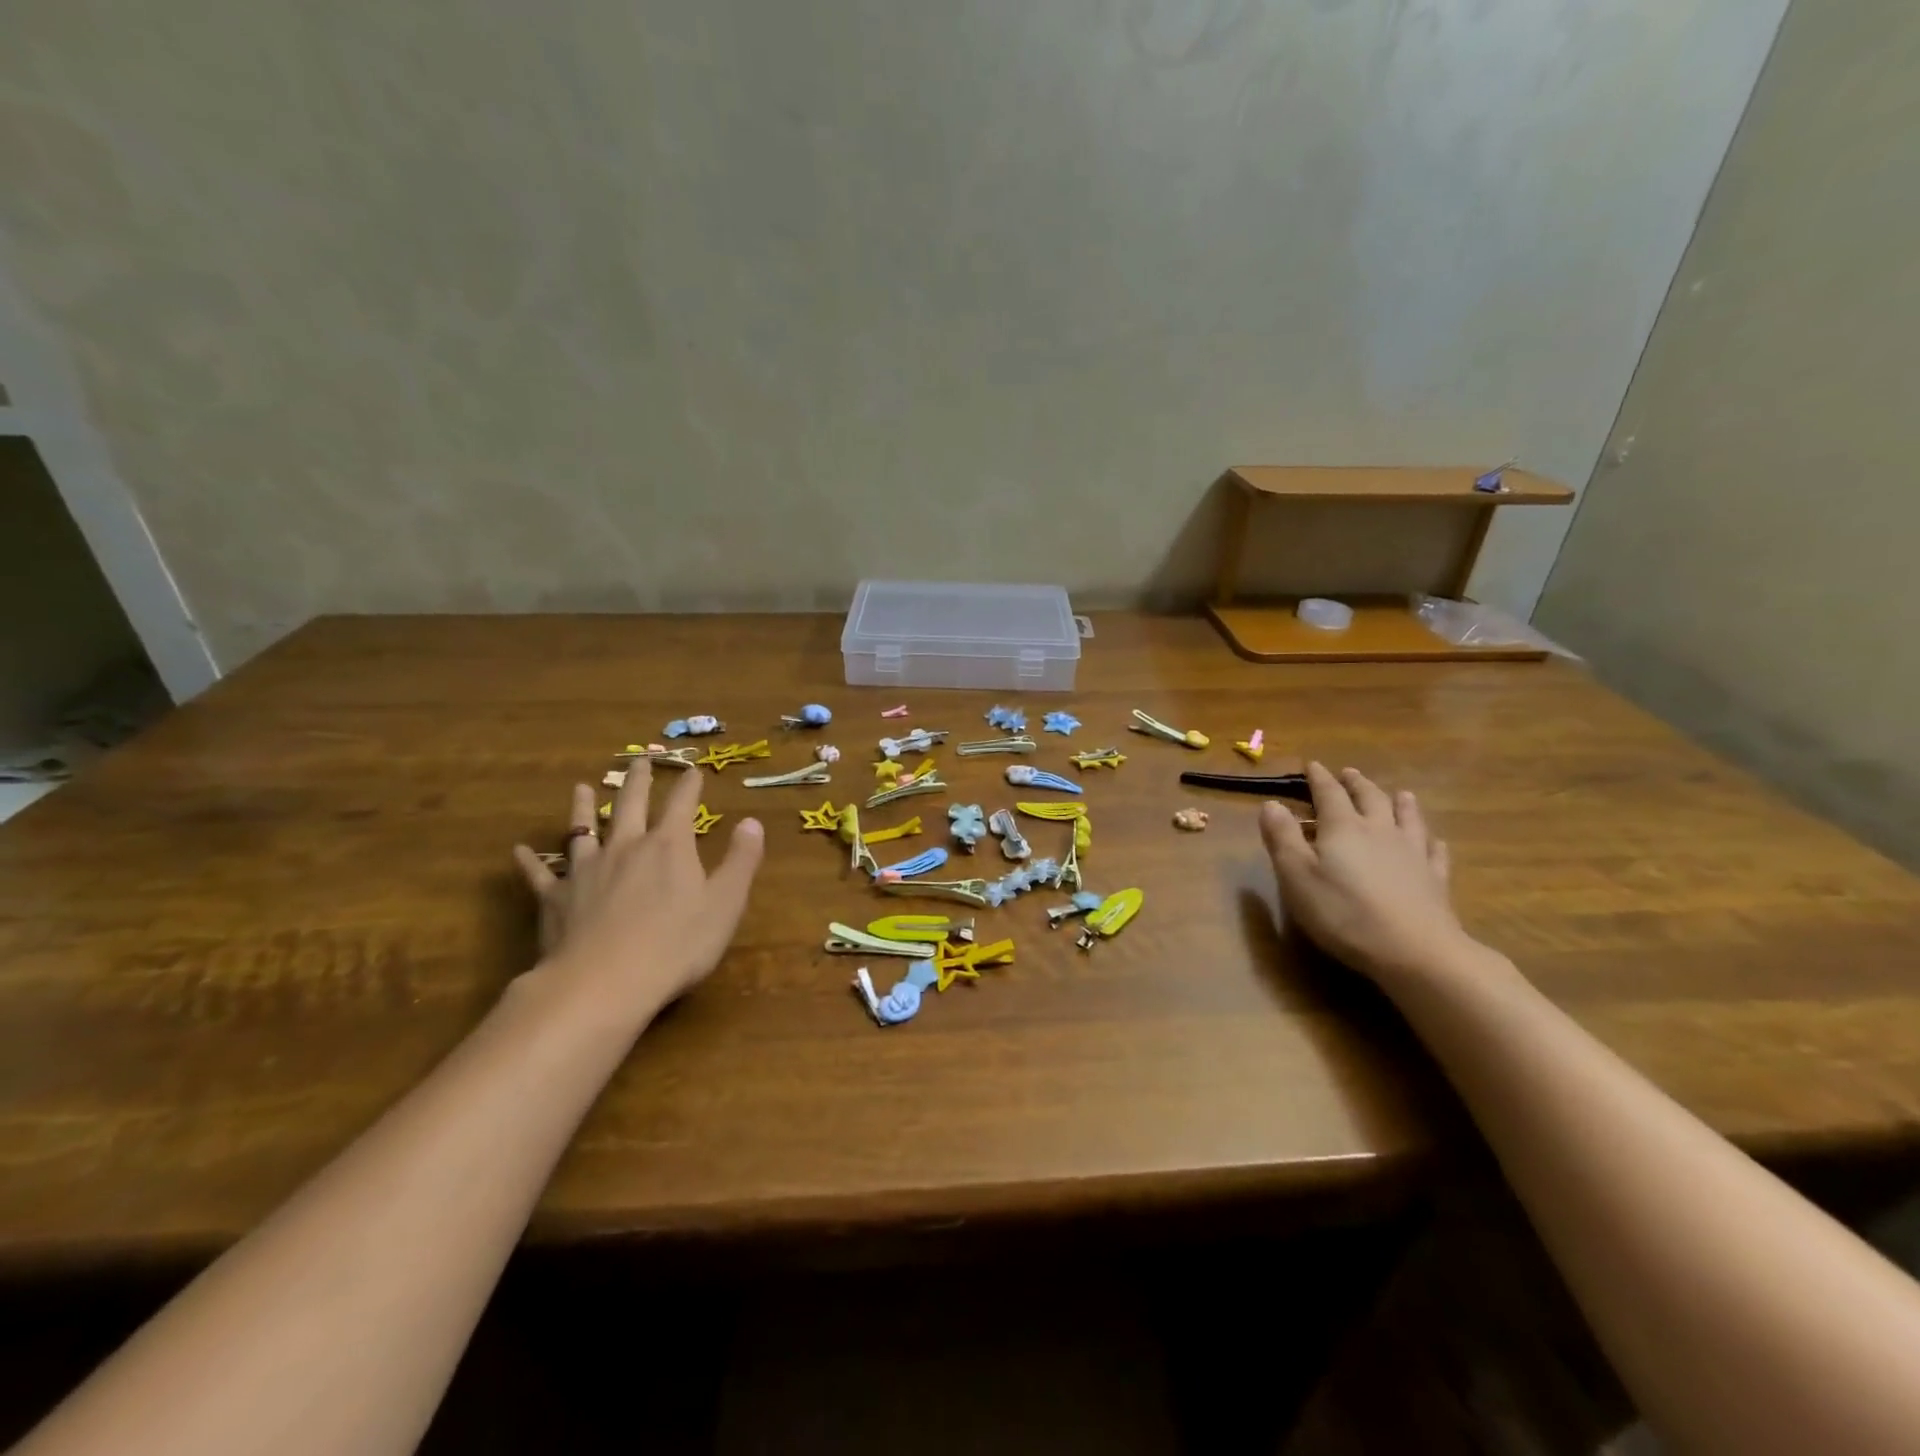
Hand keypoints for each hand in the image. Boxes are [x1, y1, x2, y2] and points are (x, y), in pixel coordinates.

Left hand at [512, 762, 764, 1019]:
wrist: (604, 983)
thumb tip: (752, 821)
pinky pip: (540, 874)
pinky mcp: (557, 899)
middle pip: (631, 804)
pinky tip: (519, 851)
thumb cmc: (676, 944)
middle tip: (640, 761)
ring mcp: (587, 870)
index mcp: (669, 846)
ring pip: (584, 830)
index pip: (682, 805)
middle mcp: (626, 847)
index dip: (689, 786)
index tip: (693, 770)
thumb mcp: (725, 903)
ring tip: (582, 788)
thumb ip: (741, 860)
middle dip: (639, 781)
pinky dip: (530, 861)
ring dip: (584, 808)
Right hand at [1259, 762, 1468, 984]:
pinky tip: (1433, 841)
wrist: (1416, 951)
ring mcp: (1413, 853)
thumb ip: (1282, 838)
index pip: (1329, 793)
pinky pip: (1434, 851)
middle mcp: (1380, 830)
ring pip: (1408, 818)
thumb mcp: (1297, 876)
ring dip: (1400, 802)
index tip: (1312, 765)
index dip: (1319, 778)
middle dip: (1357, 783)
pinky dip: (1431, 841)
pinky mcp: (1435, 879)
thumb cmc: (1344, 913)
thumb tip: (1271, 803)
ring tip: (1399, 793)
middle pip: (1370, 798)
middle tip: (1349, 773)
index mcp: (1343, 827)